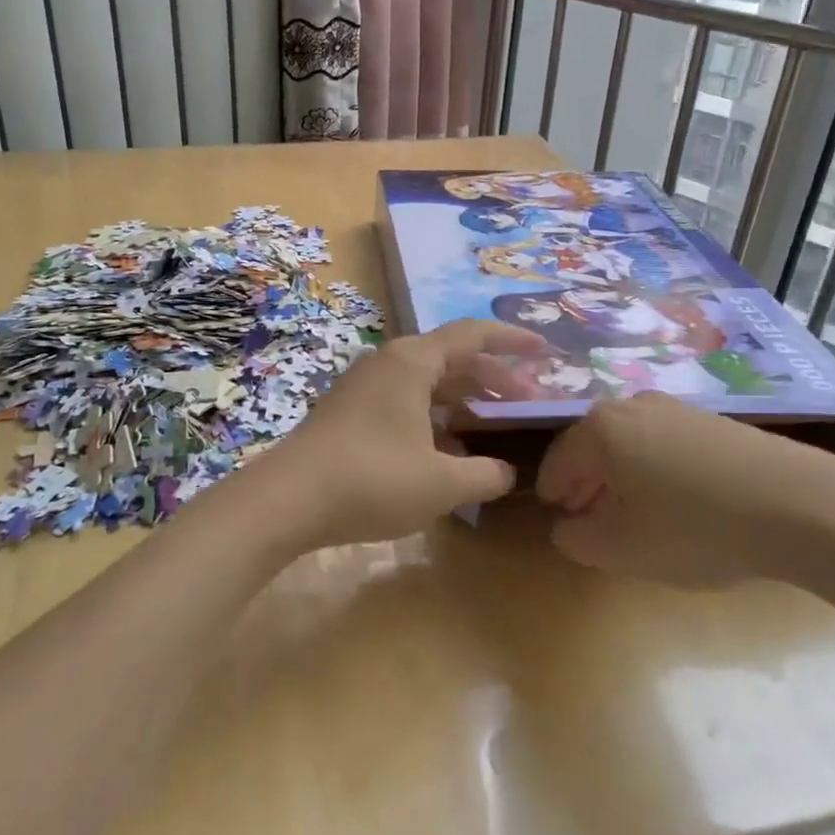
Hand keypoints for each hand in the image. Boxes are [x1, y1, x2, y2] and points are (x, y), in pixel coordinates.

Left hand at [259, 320, 546, 552]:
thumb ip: (485, 475)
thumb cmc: (371, 480)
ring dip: (465, 399)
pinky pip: (407, 401)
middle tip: (531, 402)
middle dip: (494, 378)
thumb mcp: (441, 484)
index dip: (513, 340)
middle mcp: (389, 362)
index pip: (474, 335)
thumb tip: (505, 472)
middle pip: (453, 358)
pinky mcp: (351, 411)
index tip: (546, 351)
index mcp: (413, 361)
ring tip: (497, 425)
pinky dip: (436, 417)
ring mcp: (366, 386)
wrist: (287, 500)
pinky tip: (452, 451)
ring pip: (428, 382)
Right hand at [535, 393, 834, 589]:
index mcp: (600, 429)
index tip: (560, 523)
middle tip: (593, 522)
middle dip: (587, 485)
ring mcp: (678, 408)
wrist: (802, 506)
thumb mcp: (622, 549)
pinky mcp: (715, 421)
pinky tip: (680, 504)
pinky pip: (666, 444)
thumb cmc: (695, 527)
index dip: (554, 496)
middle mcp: (632, 405)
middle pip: (593, 447)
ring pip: (631, 444)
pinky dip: (658, 471)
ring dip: (623, 478)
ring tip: (637, 516)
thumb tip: (569, 526)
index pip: (557, 462)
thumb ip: (578, 539)